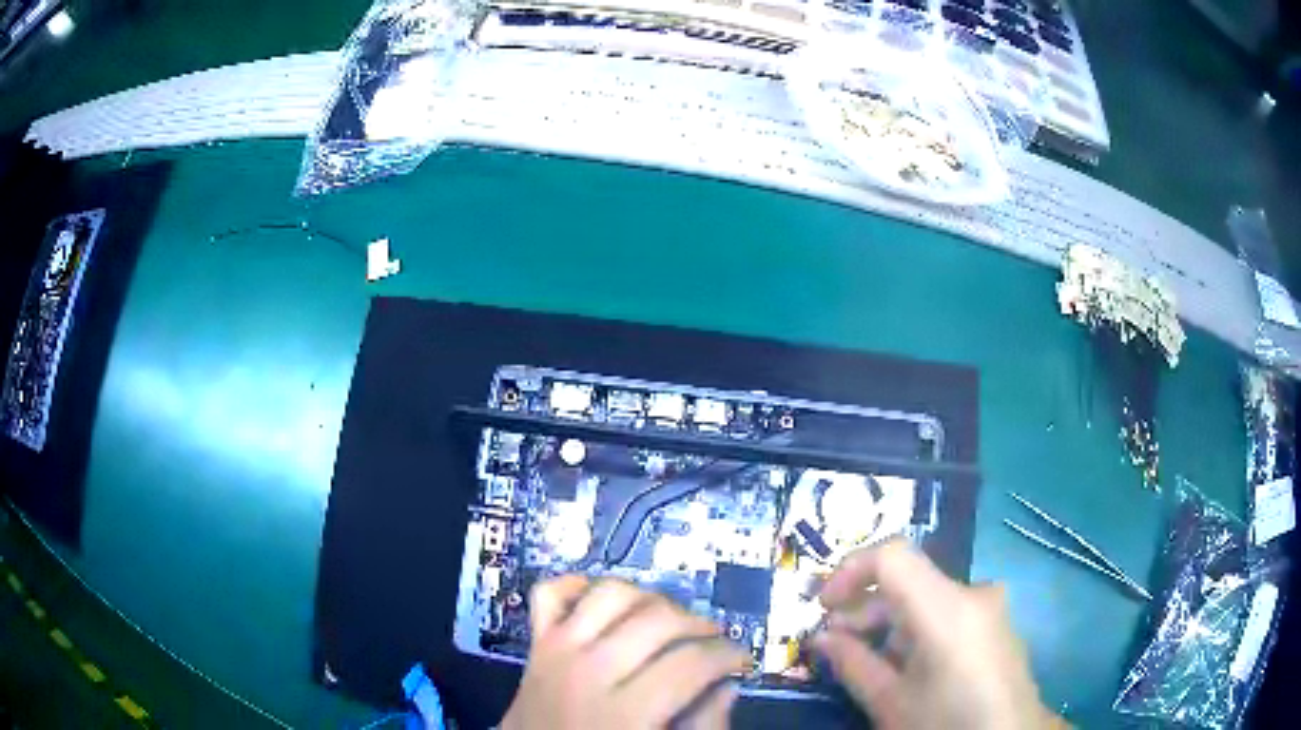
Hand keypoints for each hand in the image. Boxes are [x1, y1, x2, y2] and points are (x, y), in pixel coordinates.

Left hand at [500, 576, 749, 729]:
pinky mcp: (536, 644)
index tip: (740, 661)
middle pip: (658, 621)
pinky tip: (604, 598)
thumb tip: (725, 687)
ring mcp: (557, 652)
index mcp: (624, 714)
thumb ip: (701, 728)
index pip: (691, 663)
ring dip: (648, 598)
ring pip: (611, 594)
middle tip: (713, 639)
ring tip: (668, 619)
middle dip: (699, 624)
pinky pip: (551, 593)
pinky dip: (578, 584)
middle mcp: (589, 673)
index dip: (728, 656)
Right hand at [813, 540, 1065, 729]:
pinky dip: (916, 628)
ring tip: (864, 660)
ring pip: (925, 597)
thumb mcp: (890, 702)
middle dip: (864, 607)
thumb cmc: (946, 723)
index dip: (850, 571)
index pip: (893, 556)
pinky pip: (947, 611)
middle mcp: (973, 593)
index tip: (822, 606)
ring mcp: (990, 606)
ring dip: (888, 622)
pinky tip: (904, 666)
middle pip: (908, 579)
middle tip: (834, 643)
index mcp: (948, 607)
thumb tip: (821, 638)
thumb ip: (853, 664)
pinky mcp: (996, 623)